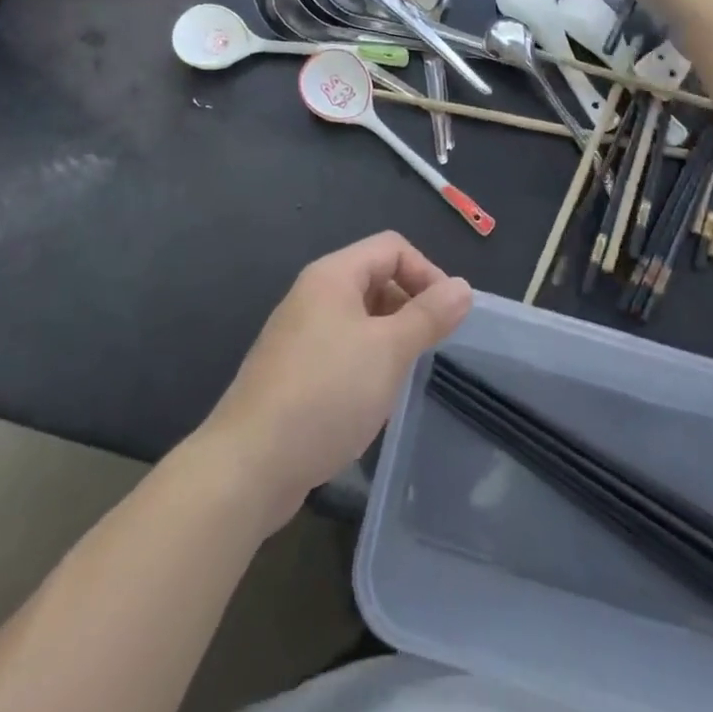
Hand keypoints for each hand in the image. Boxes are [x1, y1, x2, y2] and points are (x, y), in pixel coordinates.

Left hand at [195, 232, 472, 533]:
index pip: (392, 247)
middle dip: (410, 306)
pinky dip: (366, 362)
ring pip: (359, 318)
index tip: (448, 317)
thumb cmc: (326, 394)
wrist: (250, 463)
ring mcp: (299, 333)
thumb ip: (428, 316)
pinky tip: (372, 400)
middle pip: (375, 278)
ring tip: (404, 376)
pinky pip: (341, 348)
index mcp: (333, 275)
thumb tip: (462, 286)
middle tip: (430, 349)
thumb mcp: (388, 351)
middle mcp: (313, 294)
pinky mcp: (293, 370)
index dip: (427, 272)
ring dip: (389, 338)